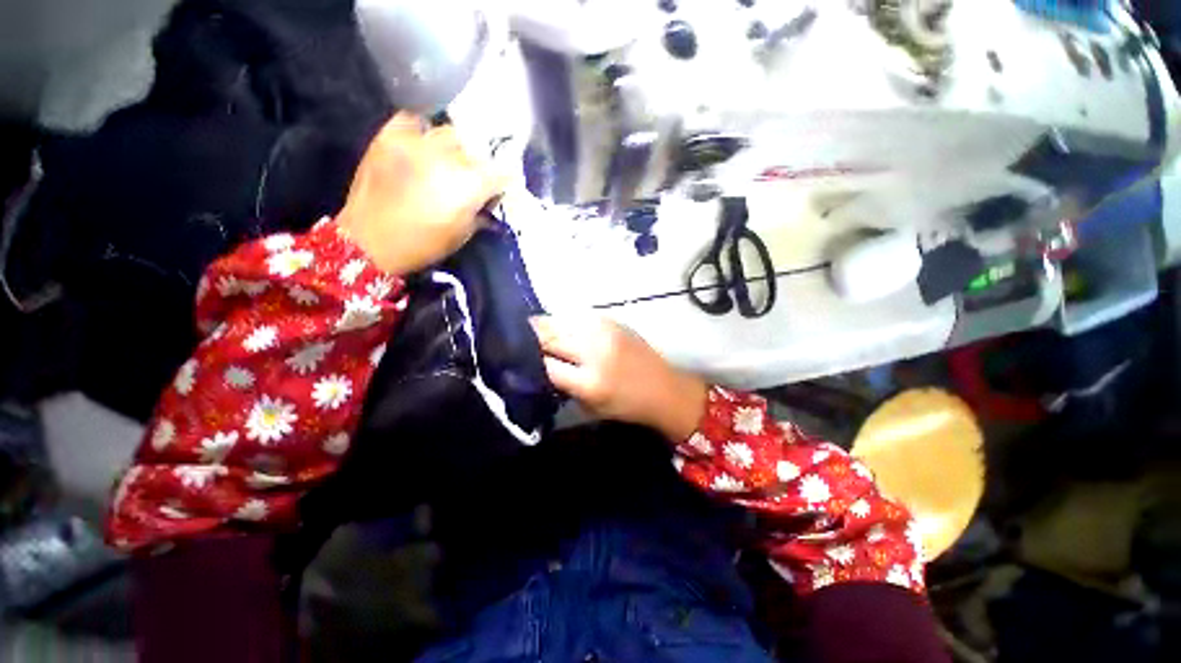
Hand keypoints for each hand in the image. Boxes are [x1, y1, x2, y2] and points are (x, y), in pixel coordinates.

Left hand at [336, 113, 505, 274]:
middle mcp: (447, 158)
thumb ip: (481, 213)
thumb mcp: (462, 235)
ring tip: (447, 161)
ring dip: (455, 148)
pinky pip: (414, 121)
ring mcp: (416, 143)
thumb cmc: (423, 245)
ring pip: (449, 133)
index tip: (502, 187)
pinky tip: (421, 145)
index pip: (502, 172)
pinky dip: (422, 131)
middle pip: (476, 150)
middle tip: (472, 178)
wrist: (368, 241)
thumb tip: (489, 202)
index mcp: (469, 187)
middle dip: (480, 165)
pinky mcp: (389, 136)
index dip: (506, 180)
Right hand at [531, 316, 706, 441]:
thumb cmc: (626, 405)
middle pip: (549, 336)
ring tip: (536, 335)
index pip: (544, 364)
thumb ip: (562, 385)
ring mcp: (604, 330)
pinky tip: (563, 332)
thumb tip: (538, 365)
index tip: (512, 358)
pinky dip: (565, 325)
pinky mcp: (612, 320)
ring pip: (560, 321)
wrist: (664, 388)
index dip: (525, 360)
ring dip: (545, 329)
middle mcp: (595, 350)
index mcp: (590, 381)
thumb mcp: (589, 406)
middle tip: (517, 341)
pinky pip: (577, 319)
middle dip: (529, 338)